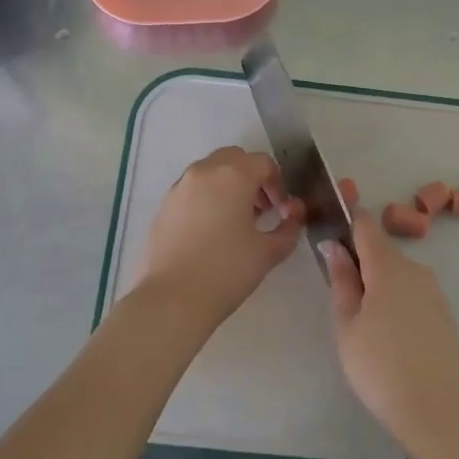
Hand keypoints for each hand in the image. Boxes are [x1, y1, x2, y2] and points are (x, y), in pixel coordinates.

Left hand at [137, 146, 304, 331]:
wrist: (171, 299)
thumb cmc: (226, 271)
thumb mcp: (268, 251)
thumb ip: (289, 227)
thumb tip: (294, 212)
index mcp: (233, 174)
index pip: (263, 163)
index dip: (278, 184)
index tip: (281, 211)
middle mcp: (204, 171)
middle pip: (235, 159)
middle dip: (252, 178)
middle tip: (261, 210)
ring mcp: (179, 186)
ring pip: (211, 171)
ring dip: (228, 186)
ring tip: (235, 222)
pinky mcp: (164, 205)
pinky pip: (192, 189)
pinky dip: (207, 198)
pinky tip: (210, 232)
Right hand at [323, 208, 458, 456]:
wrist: (438, 412)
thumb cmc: (380, 368)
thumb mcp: (347, 325)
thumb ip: (341, 280)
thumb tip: (334, 246)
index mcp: (388, 266)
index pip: (365, 224)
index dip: (346, 223)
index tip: (330, 236)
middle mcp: (416, 269)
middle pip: (382, 251)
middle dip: (360, 263)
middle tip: (341, 298)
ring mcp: (434, 291)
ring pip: (398, 274)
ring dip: (380, 285)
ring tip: (365, 325)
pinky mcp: (445, 313)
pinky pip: (414, 294)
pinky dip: (398, 303)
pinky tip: (391, 337)